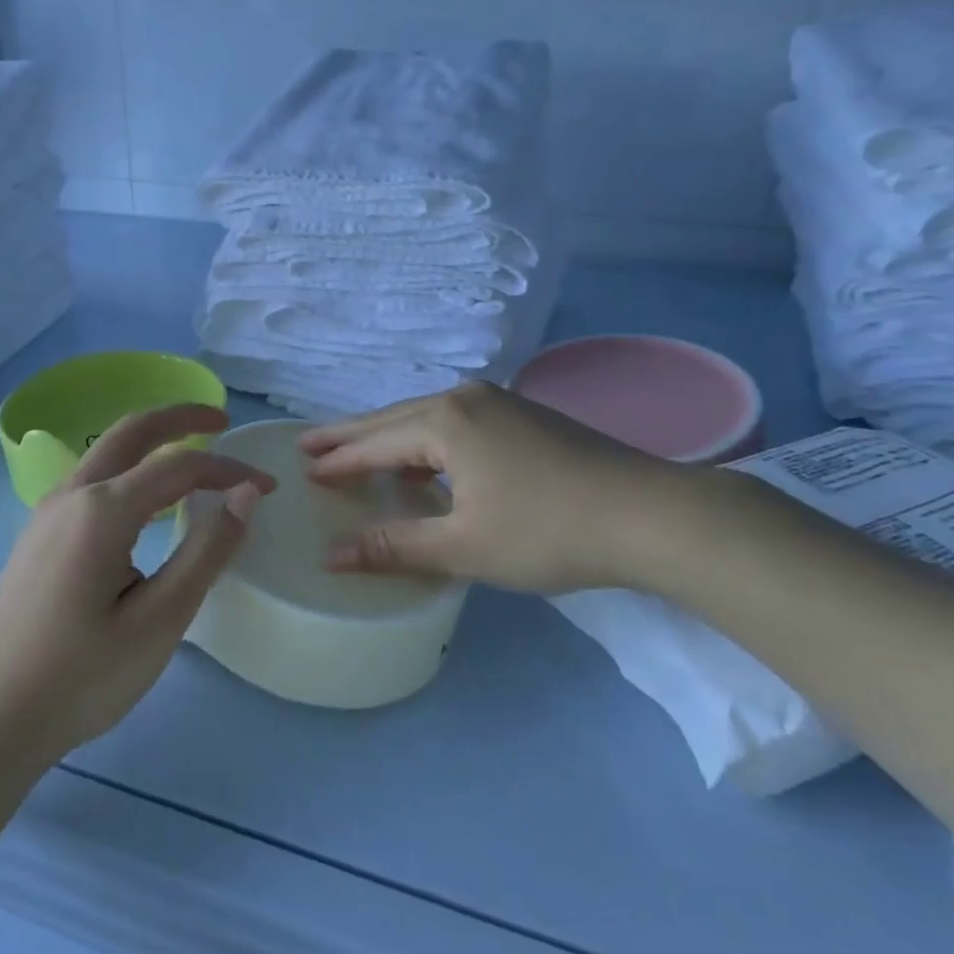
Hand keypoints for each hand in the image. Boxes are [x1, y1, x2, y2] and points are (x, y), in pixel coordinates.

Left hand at [0, 404, 274, 770]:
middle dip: (181, 417)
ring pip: (108, 451)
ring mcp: (48, 511)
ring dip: (152, 440)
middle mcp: (72, 494)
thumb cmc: (82, 676)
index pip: (180, 466)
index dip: (228, 469)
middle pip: (133, 431)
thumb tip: (244, 494)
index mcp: (102, 509)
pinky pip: (93, 479)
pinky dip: (130, 467)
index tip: (268, 488)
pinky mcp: (39, 533)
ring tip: (191, 455)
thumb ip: (206, 551)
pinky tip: (146, 500)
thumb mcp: (159, 620)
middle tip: (222, 420)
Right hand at [301, 382, 707, 593]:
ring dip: (390, 436)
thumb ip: (395, 545)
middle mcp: (465, 397)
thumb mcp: (464, 546)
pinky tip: (425, 459)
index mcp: (445, 421)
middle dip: (351, 435)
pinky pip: (454, 421)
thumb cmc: (548, 532)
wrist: (650, 513)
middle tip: (310, 444)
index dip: (338, 460)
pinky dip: (425, 439)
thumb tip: (331, 556)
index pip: (374, 442)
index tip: (303, 469)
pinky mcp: (523, 414)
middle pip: (393, 418)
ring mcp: (498, 401)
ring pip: (425, 417)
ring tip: (358, 452)